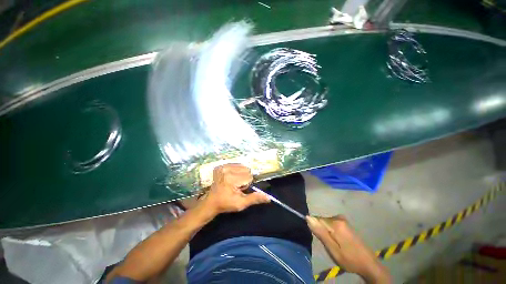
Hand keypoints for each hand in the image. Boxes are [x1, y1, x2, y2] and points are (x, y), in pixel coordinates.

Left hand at [204, 164, 269, 214]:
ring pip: (242, 166)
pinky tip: (231, 177)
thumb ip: (255, 198)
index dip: (246, 184)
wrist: (211, 201)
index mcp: (230, 179)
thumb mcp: (241, 203)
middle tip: (236, 186)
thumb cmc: (226, 203)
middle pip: (246, 169)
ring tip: (233, 182)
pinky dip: (236, 170)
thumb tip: (268, 197)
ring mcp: (222, 166)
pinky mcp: (221, 165)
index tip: (239, 189)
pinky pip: (236, 164)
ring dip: (241, 174)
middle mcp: (226, 169)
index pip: (249, 176)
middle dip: (244, 178)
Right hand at [307, 215, 390, 283]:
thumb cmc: (349, 259)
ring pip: (326, 223)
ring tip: (333, 244)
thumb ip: (320, 232)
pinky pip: (331, 224)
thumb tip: (307, 217)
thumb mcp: (332, 249)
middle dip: (321, 231)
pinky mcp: (345, 223)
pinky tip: (337, 241)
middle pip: (321, 220)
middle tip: (328, 244)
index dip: (315, 229)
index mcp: (335, 223)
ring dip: (326, 232)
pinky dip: (331, 231)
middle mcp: (338, 217)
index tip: (320, 239)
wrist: (368, 264)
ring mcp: (343, 220)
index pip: (316, 219)